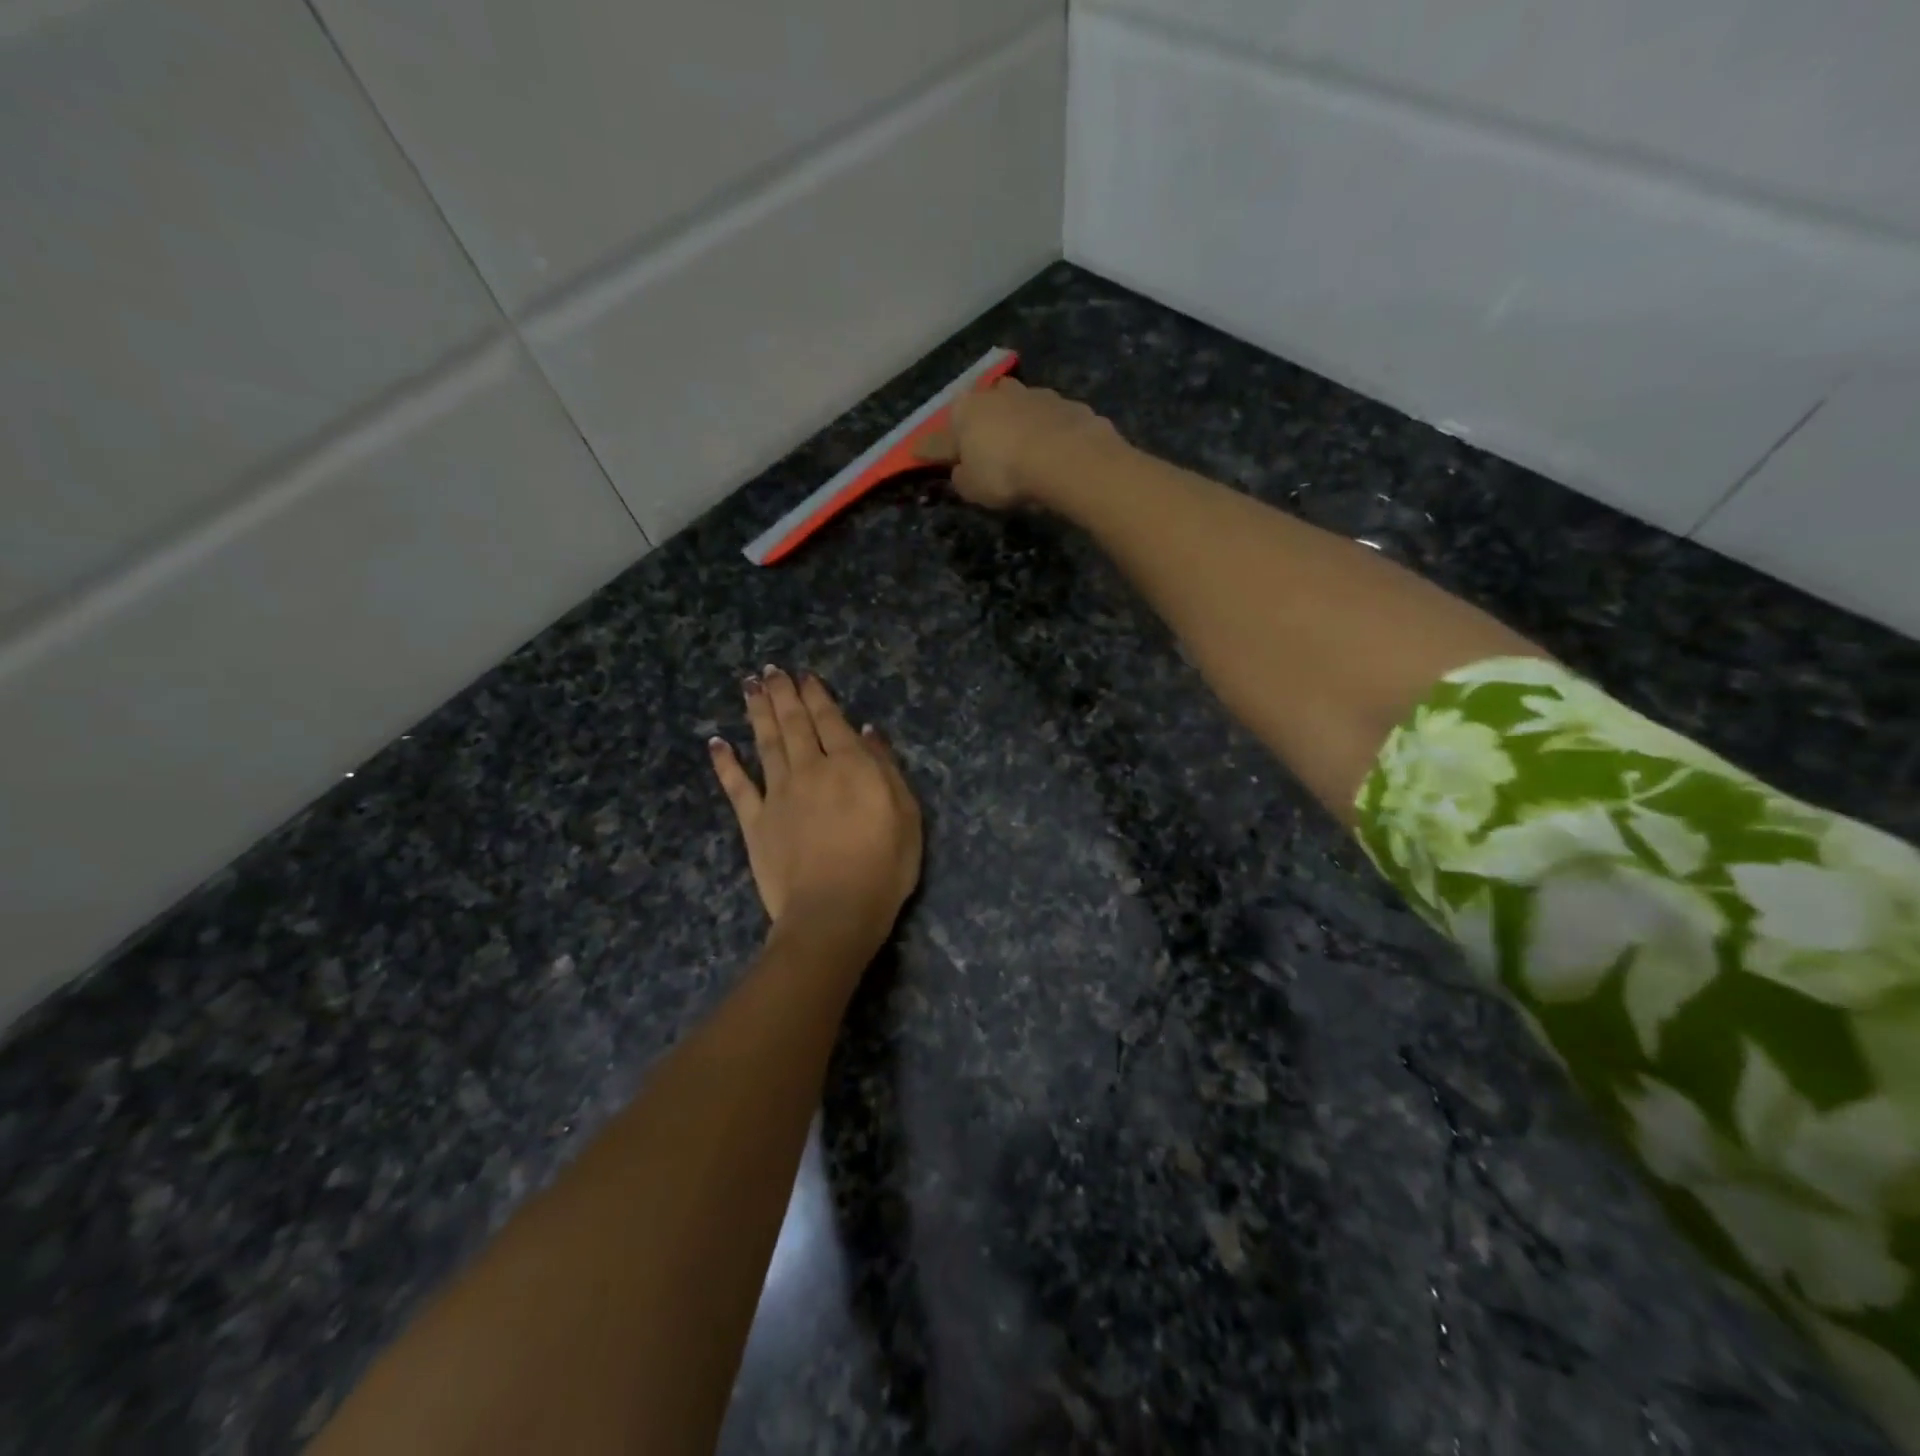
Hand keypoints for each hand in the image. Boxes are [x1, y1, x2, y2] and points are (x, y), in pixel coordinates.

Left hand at [709, 667, 922, 947]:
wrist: (834, 911)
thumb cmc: (883, 866)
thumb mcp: (906, 814)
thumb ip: (885, 768)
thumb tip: (867, 732)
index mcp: (850, 765)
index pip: (830, 720)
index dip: (817, 695)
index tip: (804, 675)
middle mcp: (810, 769)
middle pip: (794, 723)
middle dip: (783, 694)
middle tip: (770, 670)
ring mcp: (778, 794)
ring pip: (766, 743)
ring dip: (757, 713)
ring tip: (749, 687)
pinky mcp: (755, 822)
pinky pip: (737, 786)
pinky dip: (726, 763)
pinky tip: (717, 743)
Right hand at [915, 378, 1124, 509]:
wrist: (1067, 457)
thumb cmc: (1006, 473)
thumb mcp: (972, 488)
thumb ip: (962, 478)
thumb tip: (961, 471)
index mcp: (964, 411)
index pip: (941, 436)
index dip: (931, 450)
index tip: (923, 455)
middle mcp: (996, 393)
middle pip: (983, 409)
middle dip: (981, 425)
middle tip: (984, 448)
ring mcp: (1034, 394)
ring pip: (1019, 407)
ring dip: (1018, 423)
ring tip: (1023, 448)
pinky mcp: (1067, 404)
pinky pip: (1050, 420)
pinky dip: (1048, 432)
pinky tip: (1054, 451)